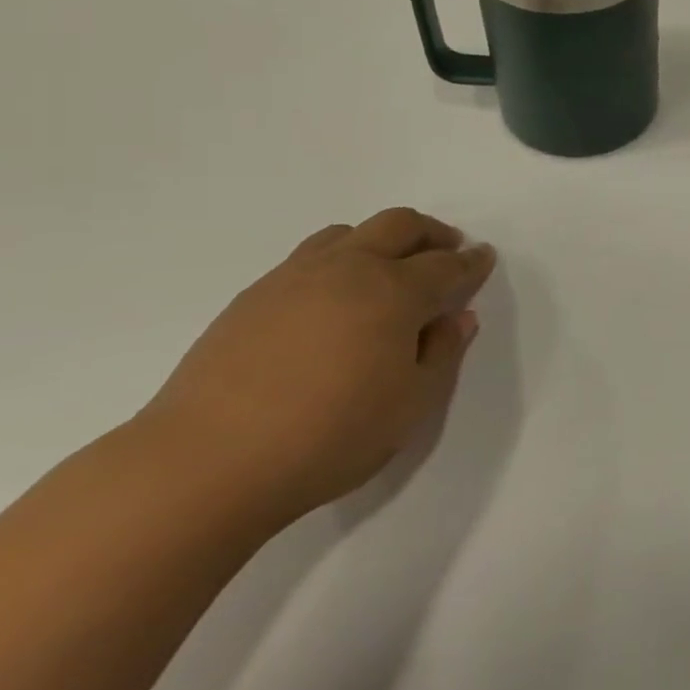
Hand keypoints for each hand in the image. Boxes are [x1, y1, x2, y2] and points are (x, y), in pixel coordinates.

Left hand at [135, 208, 496, 525]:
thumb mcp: (411, 405)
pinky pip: (309, 257)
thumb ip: (442, 354)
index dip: (471, 262)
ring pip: (349, 233)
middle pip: (400, 225)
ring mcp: (295, 277)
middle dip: (431, 232)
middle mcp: (349, 269)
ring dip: (381, 239)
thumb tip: (456, 318)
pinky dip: (339, 259)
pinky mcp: (254, 296)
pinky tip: (333, 298)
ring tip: (389, 267)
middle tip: (447, 248)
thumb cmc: (329, 437)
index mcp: (394, 292)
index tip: (484, 258)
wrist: (206, 463)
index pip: (446, 265)